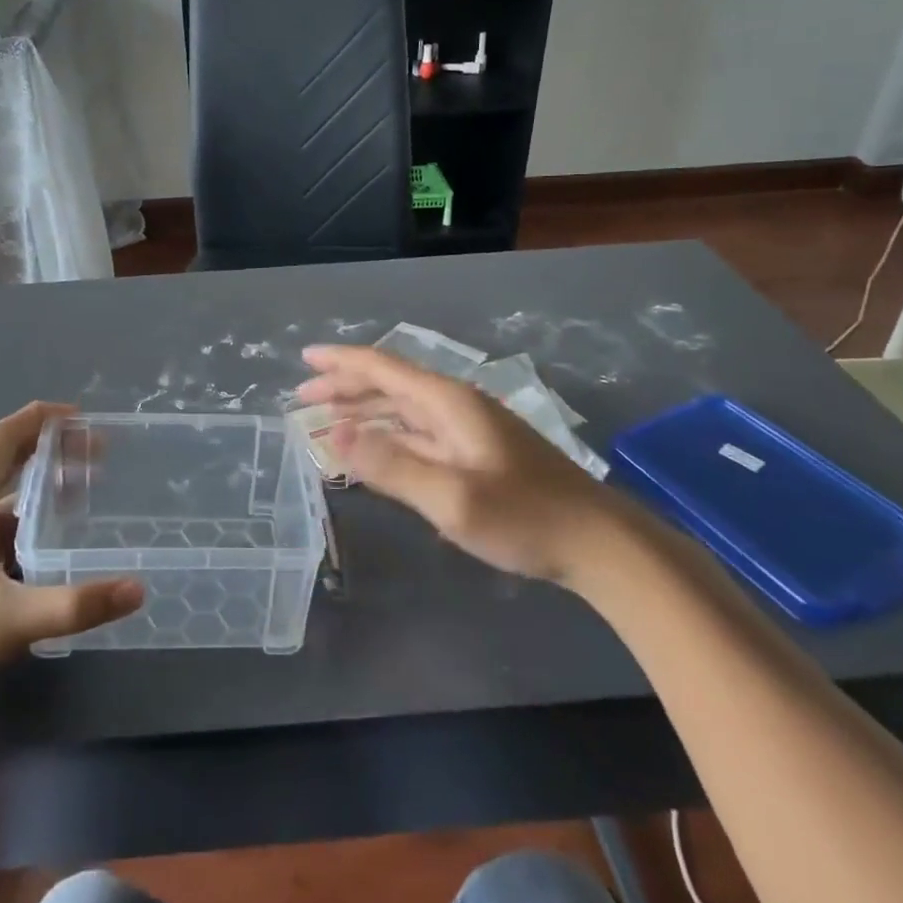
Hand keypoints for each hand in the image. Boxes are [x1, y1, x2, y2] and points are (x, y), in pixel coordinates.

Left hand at [0, 403, 142, 726]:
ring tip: (87, 490)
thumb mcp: (6, 622)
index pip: (3, 438)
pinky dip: (32, 522)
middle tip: (99, 454)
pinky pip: (1, 528)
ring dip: (44, 487)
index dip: (41, 419)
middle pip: (8, 461)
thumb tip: (138, 589)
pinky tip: (57, 543)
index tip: (83, 416)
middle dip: (52, 450)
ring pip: (5, 497)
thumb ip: (73, 606)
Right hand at [297, 345, 638, 586]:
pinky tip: (375, 449)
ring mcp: (469, 430)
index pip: (384, 368)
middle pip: (391, 385)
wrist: (598, 543)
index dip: (342, 362)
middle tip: (304, 397)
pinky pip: (419, 434)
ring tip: (328, 420)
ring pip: (404, 409)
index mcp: (449, 403)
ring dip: (365, 411)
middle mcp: (456, 406)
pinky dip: (388, 436)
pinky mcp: (477, 454)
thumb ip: (392, 466)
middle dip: (346, 387)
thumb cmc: (524, 517)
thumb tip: (337, 434)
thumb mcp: (452, 497)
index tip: (305, 358)